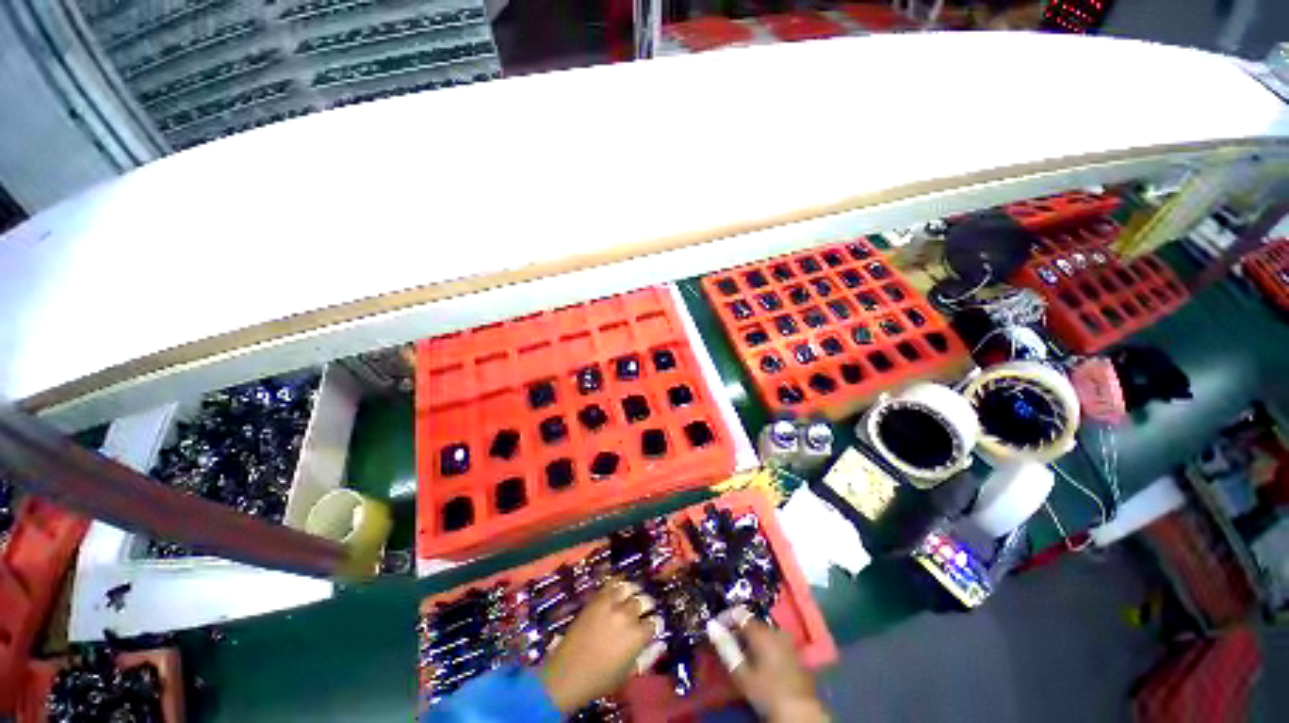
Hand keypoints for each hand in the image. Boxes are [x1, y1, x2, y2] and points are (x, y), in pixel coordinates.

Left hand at [539, 580, 662, 712]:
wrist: (568, 673)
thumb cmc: (600, 678)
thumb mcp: (629, 673)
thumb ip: (648, 656)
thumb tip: (660, 642)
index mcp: (637, 636)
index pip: (655, 621)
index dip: (654, 624)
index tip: (652, 626)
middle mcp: (627, 615)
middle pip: (644, 600)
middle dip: (647, 605)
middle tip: (644, 610)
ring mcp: (611, 604)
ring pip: (629, 587)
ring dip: (633, 592)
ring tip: (632, 596)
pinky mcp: (597, 598)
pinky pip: (612, 583)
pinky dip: (618, 583)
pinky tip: (619, 588)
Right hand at [711, 612, 827, 722]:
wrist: (799, 711)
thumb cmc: (766, 691)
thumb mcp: (741, 673)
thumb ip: (726, 647)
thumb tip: (711, 625)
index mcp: (761, 631)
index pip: (739, 613)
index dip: (725, 617)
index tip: (716, 627)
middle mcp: (775, 630)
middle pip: (752, 622)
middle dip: (739, 629)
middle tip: (728, 643)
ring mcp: (787, 640)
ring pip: (764, 631)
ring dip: (752, 638)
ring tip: (742, 652)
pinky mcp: (795, 652)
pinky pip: (775, 640)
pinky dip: (764, 645)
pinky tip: (760, 659)